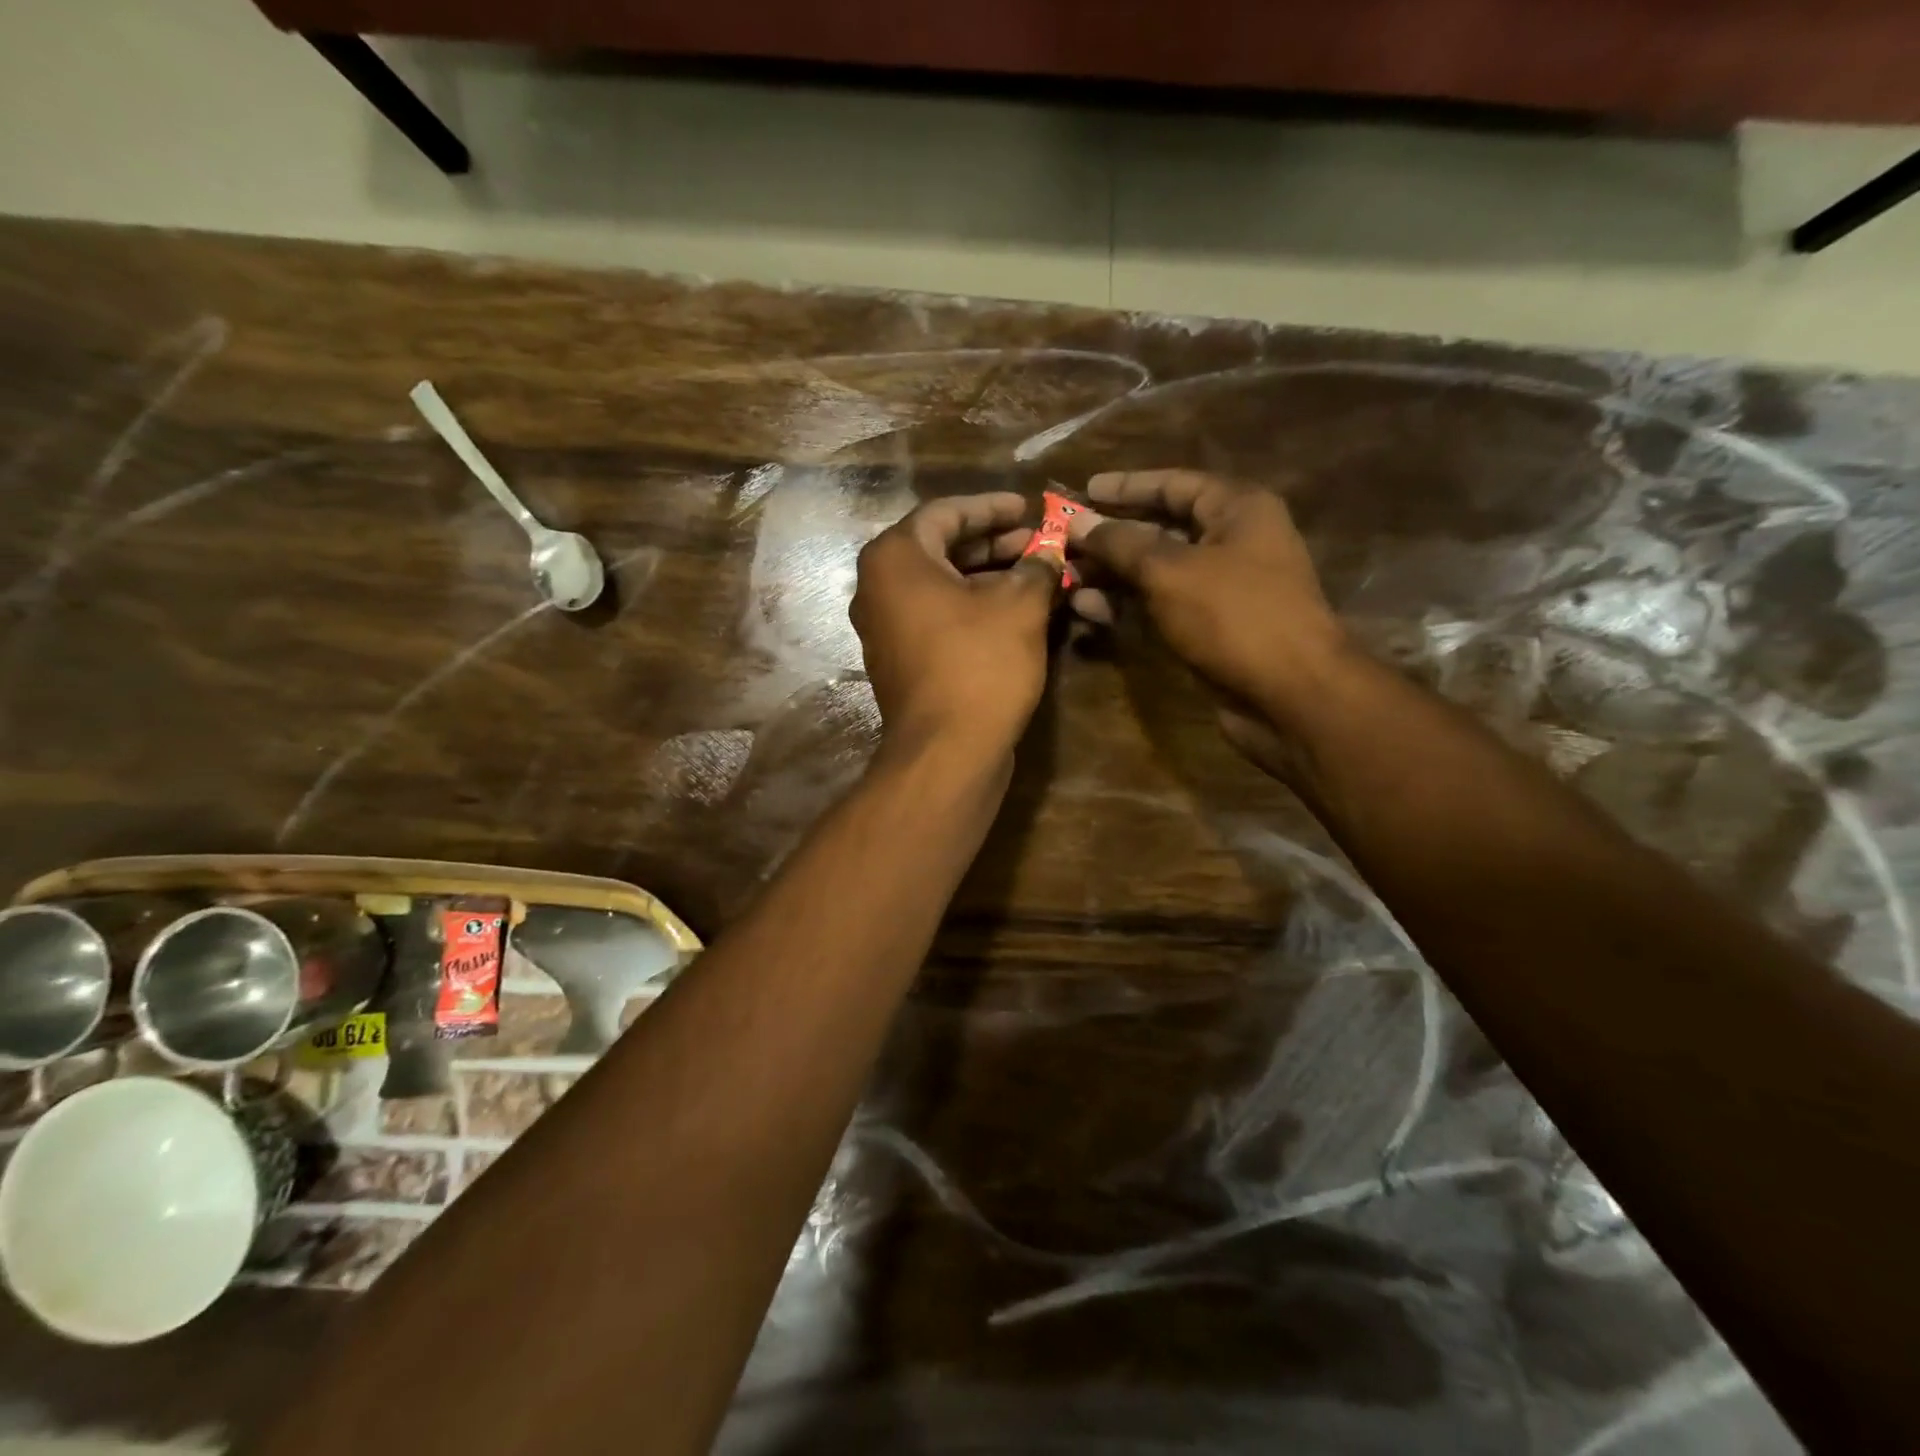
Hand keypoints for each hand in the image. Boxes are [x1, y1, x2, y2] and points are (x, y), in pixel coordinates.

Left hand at [851, 492, 1060, 760]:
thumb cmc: (980, 663)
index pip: (946, 513)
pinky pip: (937, 618)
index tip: (1028, 507)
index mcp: (895, 559)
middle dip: (993, 544)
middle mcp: (878, 588)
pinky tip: (1013, 612)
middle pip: (940, 549)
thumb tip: (1050, 553)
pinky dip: (972, 608)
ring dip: (987, 577)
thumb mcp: (1021, 605)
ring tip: (1035, 575)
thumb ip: (1037, 567)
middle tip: (1037, 543)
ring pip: (940, 586)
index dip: (992, 507)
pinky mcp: (900, 661)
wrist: (948, 751)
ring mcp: (885, 628)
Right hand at [1067, 470, 1348, 773]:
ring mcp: (1222, 588)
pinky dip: (1128, 606)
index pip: (1174, 484)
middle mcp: (1232, 541)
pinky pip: (1162, 606)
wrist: (1290, 694)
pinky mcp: (1211, 627)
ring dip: (1112, 575)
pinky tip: (1089, 610)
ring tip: (1066, 579)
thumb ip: (1120, 543)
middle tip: (1063, 542)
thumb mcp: (1170, 571)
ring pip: (1157, 572)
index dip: (1126, 487)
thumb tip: (1077, 520)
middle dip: (1111, 537)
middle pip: (1161, 529)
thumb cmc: (1235, 616)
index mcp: (1237, 509)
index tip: (1083, 491)